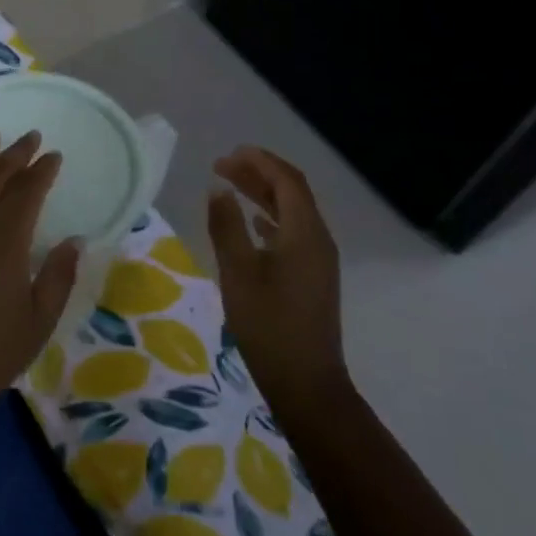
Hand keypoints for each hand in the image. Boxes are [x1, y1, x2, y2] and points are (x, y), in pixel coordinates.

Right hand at [207, 147, 345, 426]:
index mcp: (304, 233)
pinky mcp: (312, 277)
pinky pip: (293, 232)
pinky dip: (270, 218)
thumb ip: (226, 226)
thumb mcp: (238, 272)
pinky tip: (252, 224)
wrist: (305, 382)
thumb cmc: (268, 324)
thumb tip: (217, 188)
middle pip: (292, 193)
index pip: (286, 181)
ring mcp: (318, 260)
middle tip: (222, 165)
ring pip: (292, 213)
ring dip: (263, 195)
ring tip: (230, 186)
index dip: (259, 162)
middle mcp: (318, 240)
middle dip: (259, 174)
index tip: (227, 154)